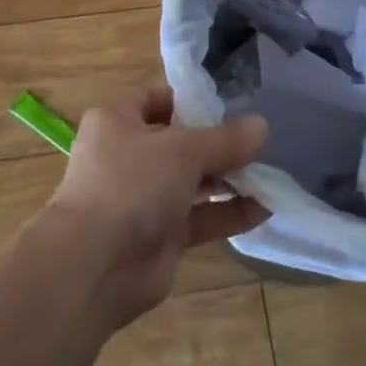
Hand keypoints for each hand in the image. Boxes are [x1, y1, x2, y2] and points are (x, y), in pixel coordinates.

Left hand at [44, 90, 269, 328]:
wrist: (95, 265)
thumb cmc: (132, 185)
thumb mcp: (184, 150)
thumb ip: (226, 139)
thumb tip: (261, 126)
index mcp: (118, 122)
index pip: (157, 100)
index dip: (192, 101)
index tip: (232, 106)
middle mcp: (128, 157)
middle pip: (180, 143)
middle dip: (219, 144)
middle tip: (260, 144)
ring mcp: (143, 199)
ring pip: (193, 182)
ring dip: (229, 180)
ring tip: (270, 175)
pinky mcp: (160, 236)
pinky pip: (200, 218)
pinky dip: (228, 213)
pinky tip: (265, 209)